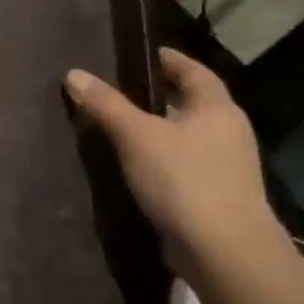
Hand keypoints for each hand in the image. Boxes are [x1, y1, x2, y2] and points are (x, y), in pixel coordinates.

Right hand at [64, 48, 283, 281]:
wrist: (224, 250)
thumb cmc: (184, 180)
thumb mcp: (136, 136)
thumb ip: (106, 104)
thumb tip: (74, 73)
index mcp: (217, 109)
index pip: (195, 72)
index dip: (172, 60)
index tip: (148, 54)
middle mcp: (229, 132)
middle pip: (195, 103)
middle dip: (165, 94)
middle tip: (127, 88)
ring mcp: (227, 167)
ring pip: (190, 135)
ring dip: (163, 128)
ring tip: (125, 126)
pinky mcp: (217, 195)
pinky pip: (187, 164)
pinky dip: (164, 157)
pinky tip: (138, 165)